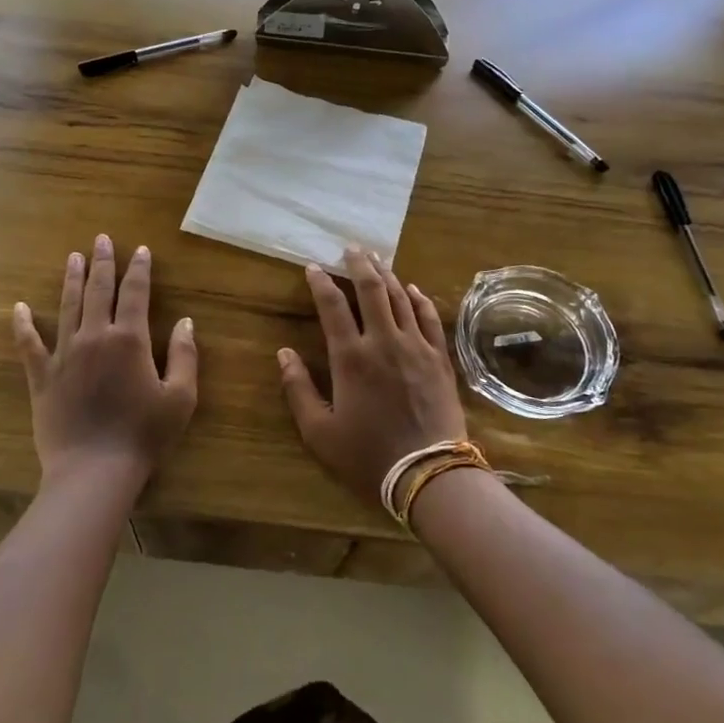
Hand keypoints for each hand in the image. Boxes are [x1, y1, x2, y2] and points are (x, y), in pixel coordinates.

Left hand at [13, 234, 196, 492]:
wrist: (94, 470)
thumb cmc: (144, 435)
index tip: (140, 250)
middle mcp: (95, 336)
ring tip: (73, 257)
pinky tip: (18, 308)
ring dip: (71, 280)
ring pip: (67, 306)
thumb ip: (185, 355)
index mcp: (130, 339)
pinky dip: (23, 325)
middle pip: (99, 290)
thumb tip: (186, 321)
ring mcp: (64, 354)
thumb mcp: (180, 397)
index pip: (136, 293)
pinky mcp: (42, 376)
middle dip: (103, 262)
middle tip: (101, 239)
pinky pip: (29, 344)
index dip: (139, 269)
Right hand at [277, 247, 467, 509]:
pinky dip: (419, 299)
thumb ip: (298, 389)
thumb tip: (283, 354)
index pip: (332, 306)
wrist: (429, 474)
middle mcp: (384, 341)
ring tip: (376, 259)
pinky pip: (429, 318)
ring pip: (401, 297)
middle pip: (371, 290)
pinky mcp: (439, 358)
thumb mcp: (319, 431)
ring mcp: (416, 347)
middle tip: (351, 248)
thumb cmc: (368, 455)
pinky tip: (412, 289)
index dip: (320, 282)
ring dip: (387, 274)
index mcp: (351, 357)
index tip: (313, 267)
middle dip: (359, 264)